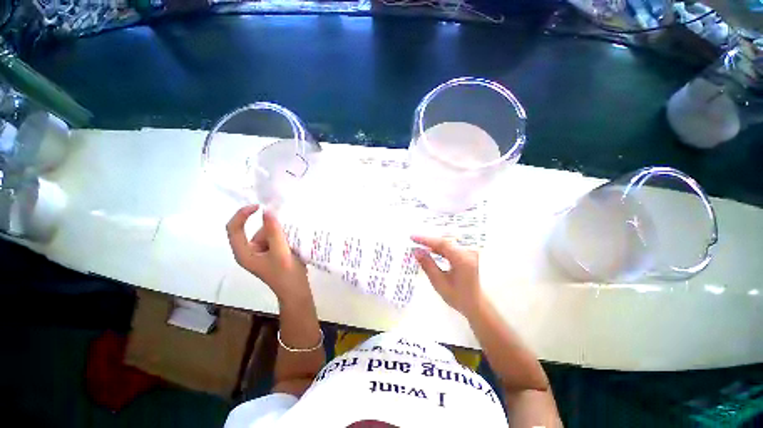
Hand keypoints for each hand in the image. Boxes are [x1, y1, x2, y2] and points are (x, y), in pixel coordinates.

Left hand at [226, 205, 309, 301]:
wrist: (297, 290)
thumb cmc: (286, 274)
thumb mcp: (280, 252)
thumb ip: (274, 231)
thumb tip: (268, 211)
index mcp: (244, 253)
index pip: (234, 228)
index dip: (242, 214)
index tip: (260, 206)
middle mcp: (250, 251)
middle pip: (255, 230)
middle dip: (271, 226)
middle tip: (288, 223)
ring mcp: (262, 253)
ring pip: (268, 233)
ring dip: (280, 230)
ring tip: (295, 232)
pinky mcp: (272, 253)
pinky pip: (275, 238)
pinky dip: (284, 235)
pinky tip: (295, 236)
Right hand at [412, 236, 483, 317]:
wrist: (476, 304)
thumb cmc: (458, 296)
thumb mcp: (439, 282)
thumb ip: (427, 265)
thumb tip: (416, 251)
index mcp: (462, 259)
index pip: (442, 244)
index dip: (426, 239)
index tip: (413, 237)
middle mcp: (468, 252)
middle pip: (444, 241)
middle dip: (428, 241)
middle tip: (413, 240)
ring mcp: (469, 252)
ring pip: (447, 243)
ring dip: (433, 244)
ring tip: (419, 245)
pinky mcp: (467, 253)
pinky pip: (451, 246)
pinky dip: (439, 248)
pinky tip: (431, 249)